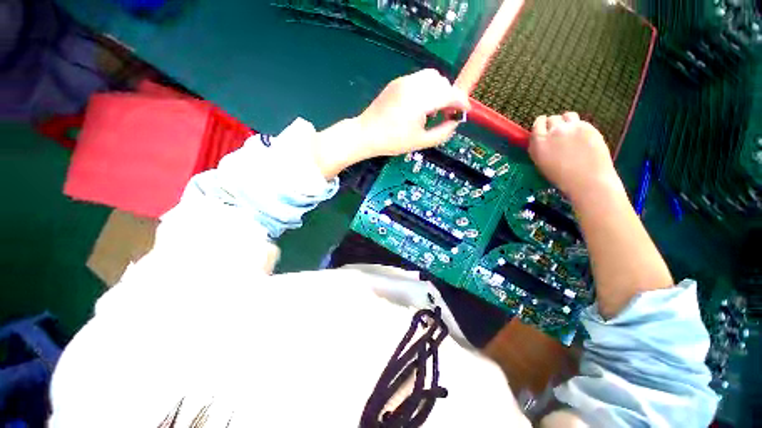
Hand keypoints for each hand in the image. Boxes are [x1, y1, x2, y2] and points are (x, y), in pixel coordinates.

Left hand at [313, 69, 469, 178]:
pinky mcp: (397, 82)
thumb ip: (442, 133)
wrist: (366, 134)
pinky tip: (421, 104)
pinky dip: (427, 88)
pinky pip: (419, 79)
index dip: (461, 101)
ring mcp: (404, 80)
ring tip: (435, 108)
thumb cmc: (393, 141)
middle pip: (442, 82)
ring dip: (439, 90)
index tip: (465, 112)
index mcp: (421, 100)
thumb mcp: (420, 142)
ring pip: (431, 77)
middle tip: (448, 113)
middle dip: (450, 96)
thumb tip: (455, 123)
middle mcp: (414, 84)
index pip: (450, 93)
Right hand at [529, 113, 618, 201]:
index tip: (544, 128)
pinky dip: (578, 126)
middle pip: (552, 118)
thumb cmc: (561, 176)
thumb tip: (539, 139)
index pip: (537, 123)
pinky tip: (581, 137)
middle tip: (558, 133)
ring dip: (566, 121)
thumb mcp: (540, 162)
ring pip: (567, 115)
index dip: (541, 124)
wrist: (587, 180)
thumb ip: (538, 147)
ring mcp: (571, 127)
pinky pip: (580, 121)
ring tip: (570, 131)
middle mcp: (553, 131)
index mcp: (539, 142)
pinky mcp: (588, 127)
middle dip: (554, 124)